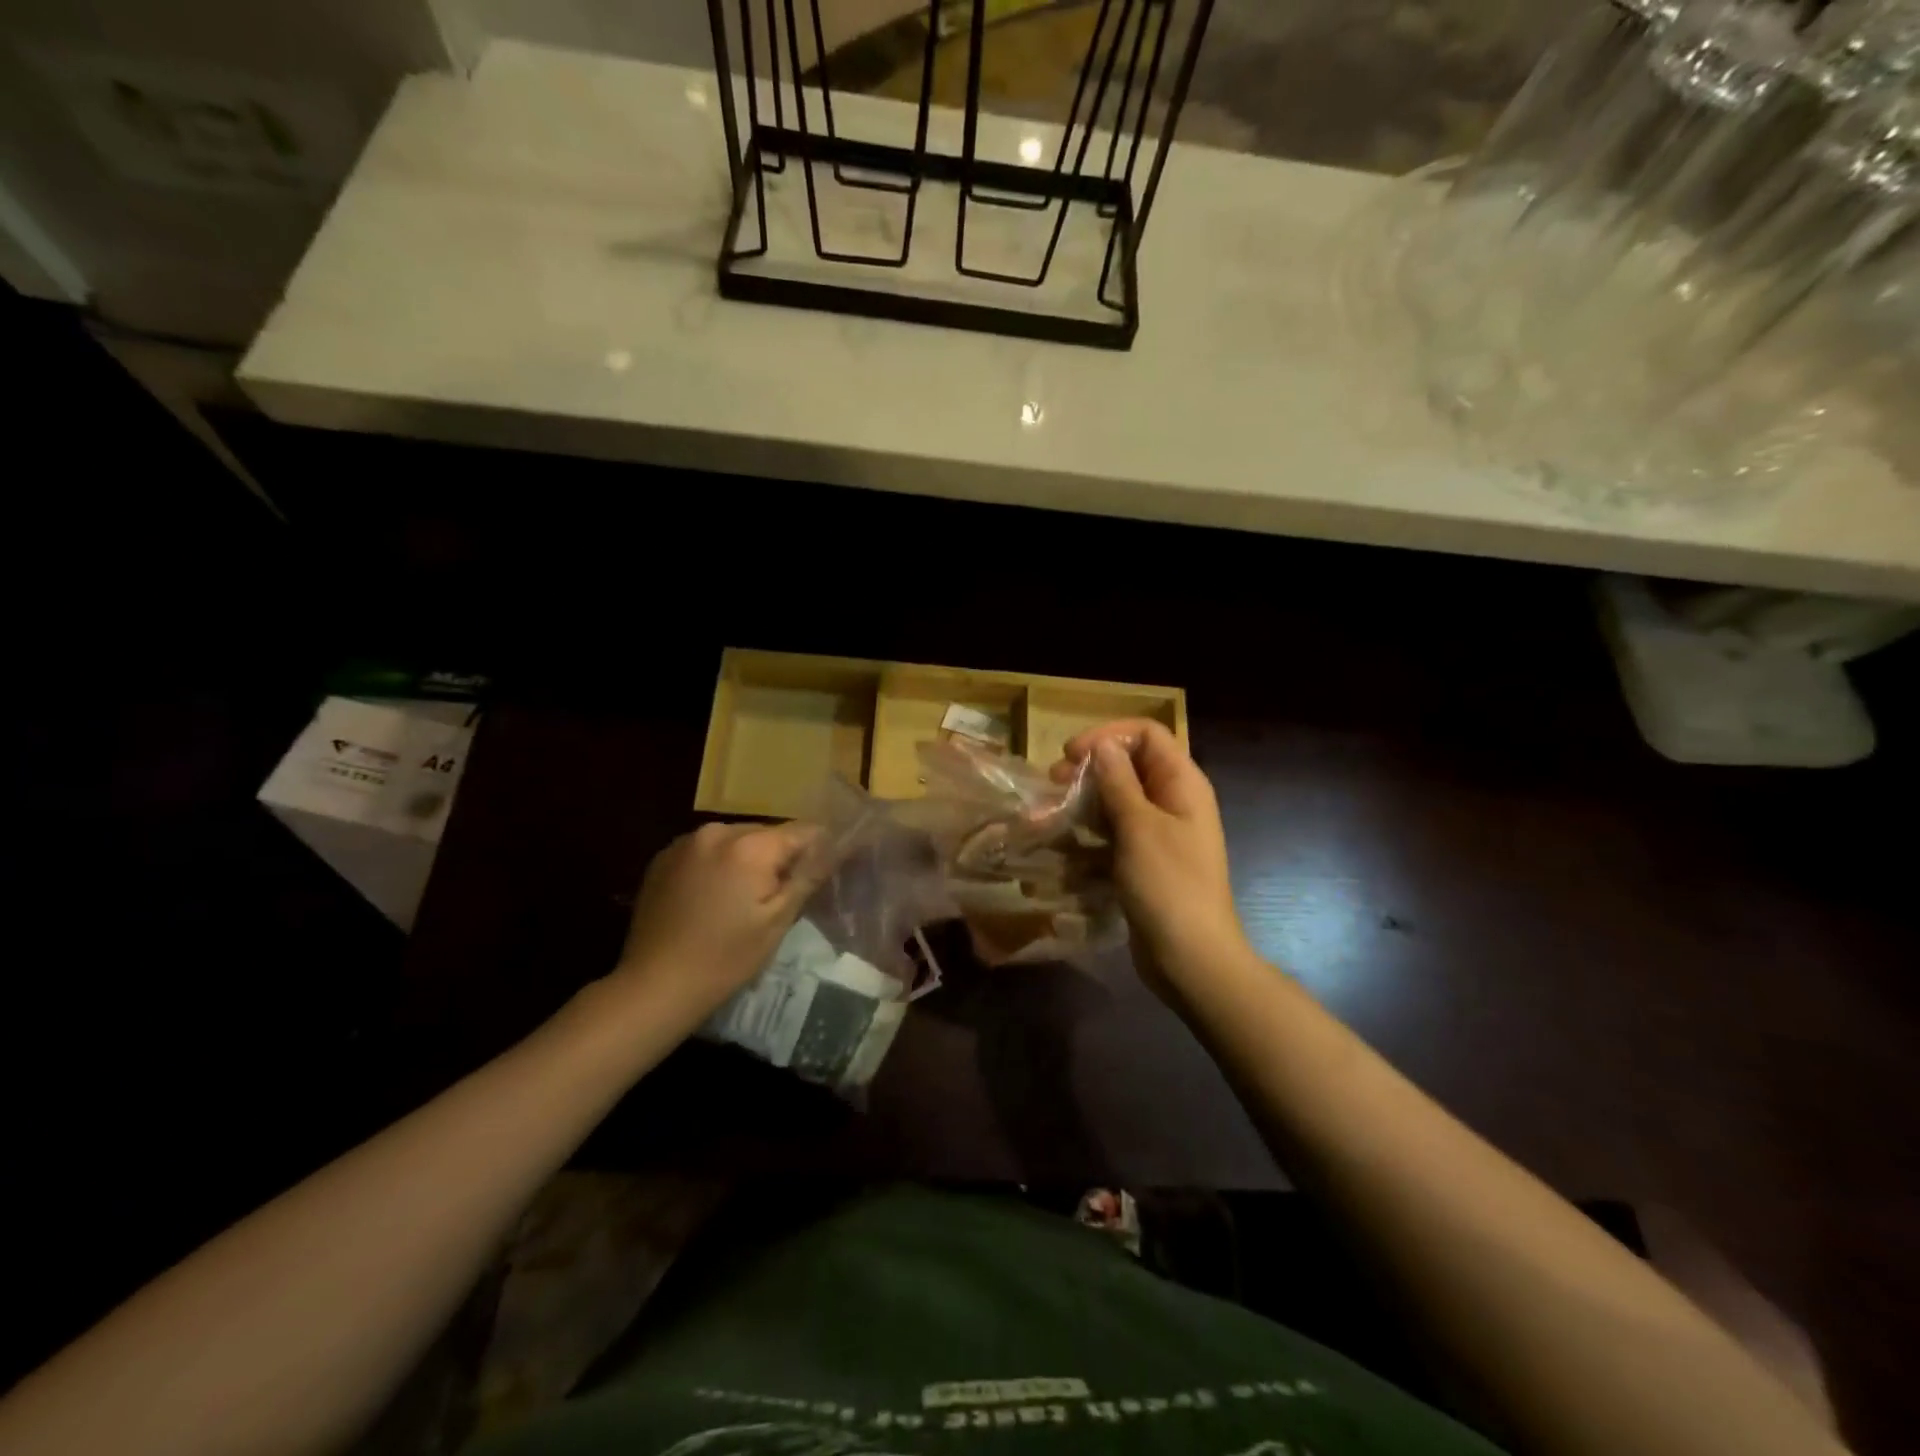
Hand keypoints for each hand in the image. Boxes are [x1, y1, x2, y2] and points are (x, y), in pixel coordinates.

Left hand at [613, 821, 823, 1023]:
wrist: (655, 985)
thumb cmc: (726, 957)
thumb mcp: (778, 920)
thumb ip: (808, 876)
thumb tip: (836, 846)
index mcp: (749, 845)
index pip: (801, 831)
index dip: (818, 848)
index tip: (823, 870)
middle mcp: (716, 831)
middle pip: (766, 833)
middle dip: (779, 856)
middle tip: (783, 892)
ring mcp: (684, 842)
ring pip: (736, 840)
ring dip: (748, 859)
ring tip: (746, 897)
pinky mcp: (663, 858)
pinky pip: (707, 850)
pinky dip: (718, 864)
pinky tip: (714, 897)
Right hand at [1055, 721, 1250, 999]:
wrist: (1192, 958)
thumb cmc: (1169, 886)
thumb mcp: (1139, 827)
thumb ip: (1118, 781)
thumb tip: (1102, 744)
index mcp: (1182, 784)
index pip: (1147, 734)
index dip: (1107, 735)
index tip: (1069, 755)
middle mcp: (1173, 801)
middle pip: (1129, 766)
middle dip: (1089, 771)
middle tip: (1053, 784)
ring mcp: (1159, 834)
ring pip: (1116, 802)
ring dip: (1083, 805)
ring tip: (1049, 817)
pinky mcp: (1144, 862)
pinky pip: (1113, 835)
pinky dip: (1089, 837)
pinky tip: (1063, 849)